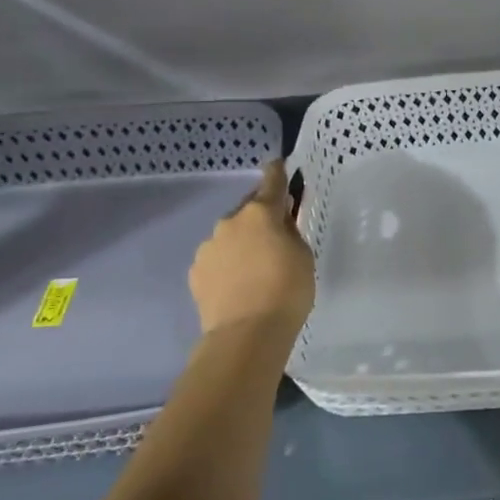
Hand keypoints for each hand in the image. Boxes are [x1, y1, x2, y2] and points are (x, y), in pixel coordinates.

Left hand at [189, 158, 315, 335]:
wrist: (246, 335)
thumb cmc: (287, 291)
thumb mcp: (303, 256)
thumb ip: (291, 233)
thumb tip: (280, 224)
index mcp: (261, 213)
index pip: (271, 182)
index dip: (277, 172)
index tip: (278, 164)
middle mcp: (230, 222)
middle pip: (249, 210)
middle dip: (261, 216)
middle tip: (276, 235)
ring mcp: (208, 247)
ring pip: (230, 235)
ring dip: (243, 242)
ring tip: (256, 268)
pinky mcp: (196, 272)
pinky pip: (217, 259)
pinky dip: (228, 264)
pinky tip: (239, 285)